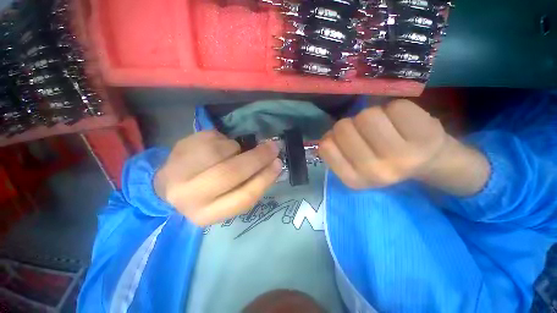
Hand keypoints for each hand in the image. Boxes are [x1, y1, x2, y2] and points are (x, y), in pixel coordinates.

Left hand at [154, 131, 281, 225]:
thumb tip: (271, 165)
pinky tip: (217, 146)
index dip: (265, 178)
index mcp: (207, 214)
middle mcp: (190, 195)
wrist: (166, 186)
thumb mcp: (226, 201)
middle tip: (272, 147)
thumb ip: (248, 187)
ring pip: (222, 150)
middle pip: (231, 172)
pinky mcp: (179, 148)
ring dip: (236, 148)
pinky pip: (214, 137)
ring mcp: (180, 169)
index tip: (278, 164)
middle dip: (257, 157)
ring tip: (233, 152)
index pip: (244, 197)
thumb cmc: (204, 196)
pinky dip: (224, 140)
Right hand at [319, 99, 489, 194]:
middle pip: (343, 127)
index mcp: (354, 180)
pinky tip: (404, 123)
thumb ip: (335, 152)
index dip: (332, 136)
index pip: (326, 146)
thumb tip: (326, 136)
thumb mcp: (352, 164)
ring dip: (372, 116)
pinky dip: (396, 110)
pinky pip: (395, 107)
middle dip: (351, 124)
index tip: (346, 140)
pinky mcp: (426, 136)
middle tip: (366, 132)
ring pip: (367, 115)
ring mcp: (402, 156)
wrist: (429, 162)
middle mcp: (376, 172)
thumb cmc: (384, 161)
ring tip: (385, 127)